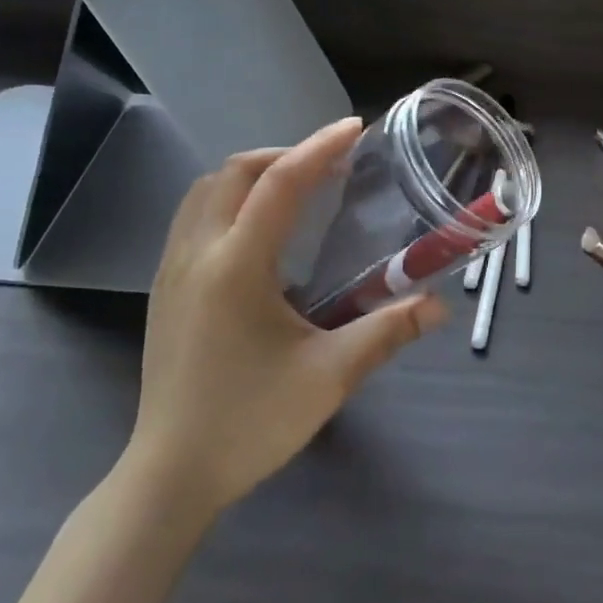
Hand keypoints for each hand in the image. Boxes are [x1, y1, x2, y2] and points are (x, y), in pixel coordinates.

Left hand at [129, 117, 448, 514]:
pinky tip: (258, 233)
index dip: (319, 148)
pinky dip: (228, 200)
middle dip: (283, 155)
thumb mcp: (330, 376)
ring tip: (295, 190)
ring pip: (204, 191)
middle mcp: (197, 253)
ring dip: (250, 175)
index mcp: (236, 265)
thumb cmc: (251, 422)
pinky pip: (192, 217)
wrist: (171, 474)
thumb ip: (388, 332)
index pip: (280, 183)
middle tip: (328, 167)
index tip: (355, 128)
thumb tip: (438, 305)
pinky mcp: (164, 289)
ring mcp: (171, 270)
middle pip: (234, 172)